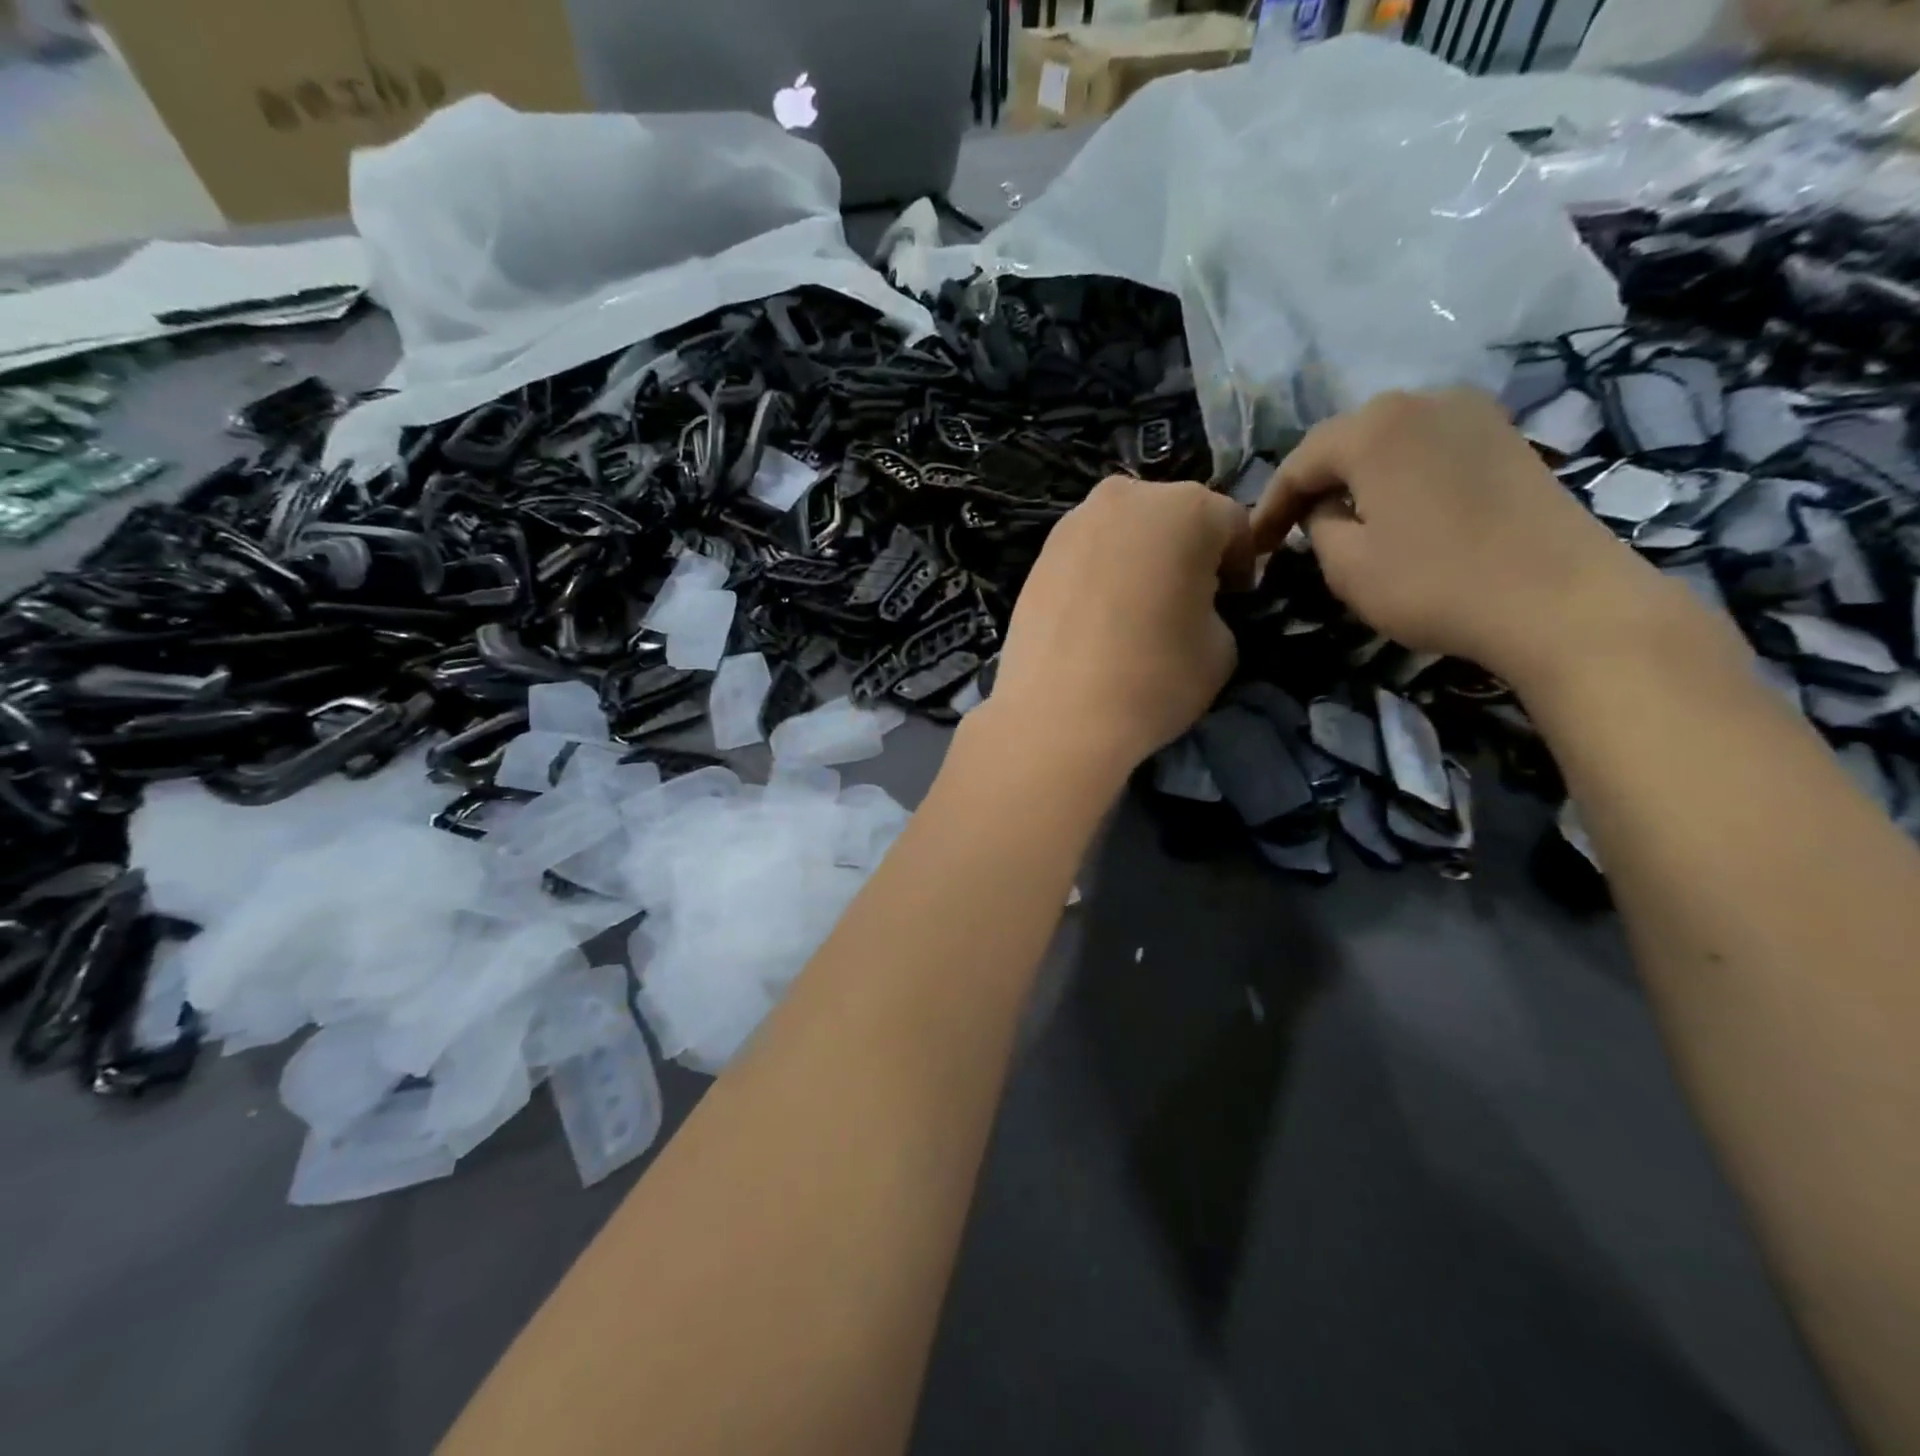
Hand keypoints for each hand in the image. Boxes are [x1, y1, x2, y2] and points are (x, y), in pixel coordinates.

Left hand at [982, 476, 1253, 778]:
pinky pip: (1087, 555)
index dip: (1240, 564)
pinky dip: (1100, 574)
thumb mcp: (1223, 647)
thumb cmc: (1155, 678)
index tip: (1234, 599)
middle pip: (1173, 516)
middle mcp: (1127, 497)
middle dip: (1186, 551)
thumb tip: (1195, 605)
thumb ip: (1216, 608)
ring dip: (1139, 559)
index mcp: (1187, 509)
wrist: (1057, 715)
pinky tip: (1097, 617)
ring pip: (1124, 531)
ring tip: (1136, 610)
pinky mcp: (1039, 555)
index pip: (1232, 524)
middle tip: (1186, 599)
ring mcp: (1074, 523)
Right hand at [1251, 388, 1672, 685]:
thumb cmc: (1434, 583)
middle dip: (1312, 484)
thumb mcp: (1347, 566)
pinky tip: (1395, 509)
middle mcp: (1422, 401)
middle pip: (1345, 441)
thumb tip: (1326, 508)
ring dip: (1356, 477)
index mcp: (1374, 428)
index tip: (1252, 547)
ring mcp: (1472, 413)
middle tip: (1290, 530)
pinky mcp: (1506, 437)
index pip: (1299, 463)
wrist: (1560, 599)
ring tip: (1339, 519)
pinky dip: (1400, 474)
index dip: (1269, 507)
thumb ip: (1318, 526)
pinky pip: (1428, 447)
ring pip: (1388, 440)